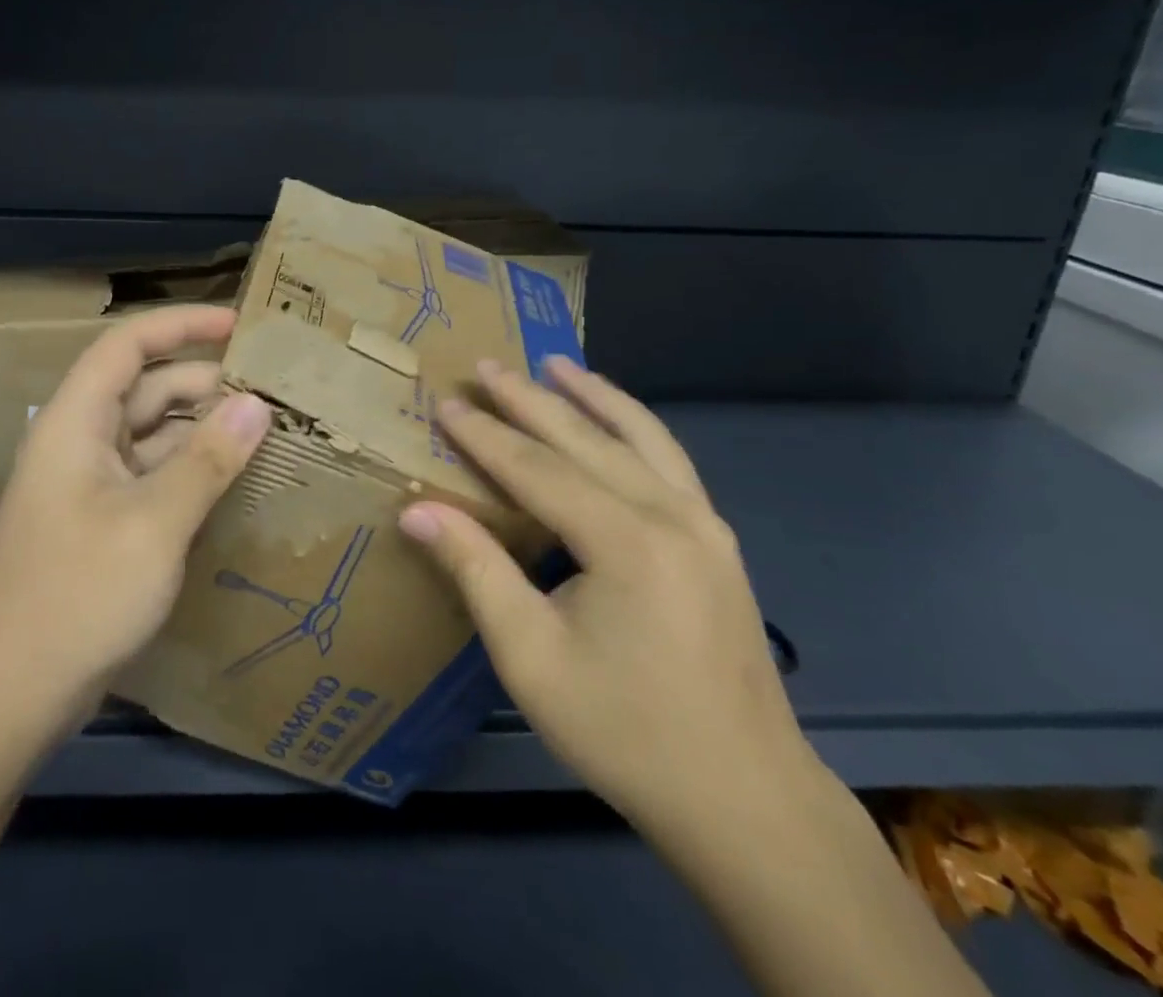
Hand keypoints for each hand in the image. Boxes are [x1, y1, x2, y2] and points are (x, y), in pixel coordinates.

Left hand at [0, 305, 270, 719]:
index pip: (129, 345)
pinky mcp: (103, 523)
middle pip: (148, 389)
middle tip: (272, 391)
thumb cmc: (77, 594)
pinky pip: (154, 476)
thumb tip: (257, 406)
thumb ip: (208, 461)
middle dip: (207, 383)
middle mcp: (82, 442)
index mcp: (78, 422)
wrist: (7, 695)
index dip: (182, 325)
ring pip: (155, 435)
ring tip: (266, 432)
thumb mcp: (154, 524)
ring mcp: (91, 485)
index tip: (240, 325)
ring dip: (204, 430)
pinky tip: (234, 481)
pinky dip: (192, 470)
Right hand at [398, 357, 816, 841]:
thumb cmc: (625, 731)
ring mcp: (704, 524)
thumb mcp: (531, 657)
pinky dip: (634, 425)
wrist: (746, 799)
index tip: (445, 403)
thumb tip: (416, 510)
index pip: (536, 467)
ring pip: (641, 436)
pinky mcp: (718, 541)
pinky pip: (669, 460)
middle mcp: (671, 514)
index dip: (484, 435)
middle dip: (530, 399)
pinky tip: (616, 419)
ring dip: (593, 396)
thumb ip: (476, 570)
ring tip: (557, 363)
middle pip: (586, 439)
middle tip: (487, 365)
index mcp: (625, 541)